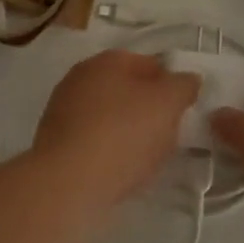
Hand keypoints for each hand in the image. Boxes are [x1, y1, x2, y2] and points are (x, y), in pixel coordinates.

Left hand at [30, 50, 199, 209]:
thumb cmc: (122, 134)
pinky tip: (121, 171)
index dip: (172, 85)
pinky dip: (110, 151)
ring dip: (130, 133)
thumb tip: (188, 78)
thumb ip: (183, 86)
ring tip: (147, 159)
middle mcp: (81, 77)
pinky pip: (94, 140)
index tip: (185, 112)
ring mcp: (64, 109)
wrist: (67, 182)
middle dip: (150, 111)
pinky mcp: (55, 142)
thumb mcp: (167, 104)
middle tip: (169, 136)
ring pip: (111, 117)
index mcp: (107, 60)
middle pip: (128, 91)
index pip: (150, 64)